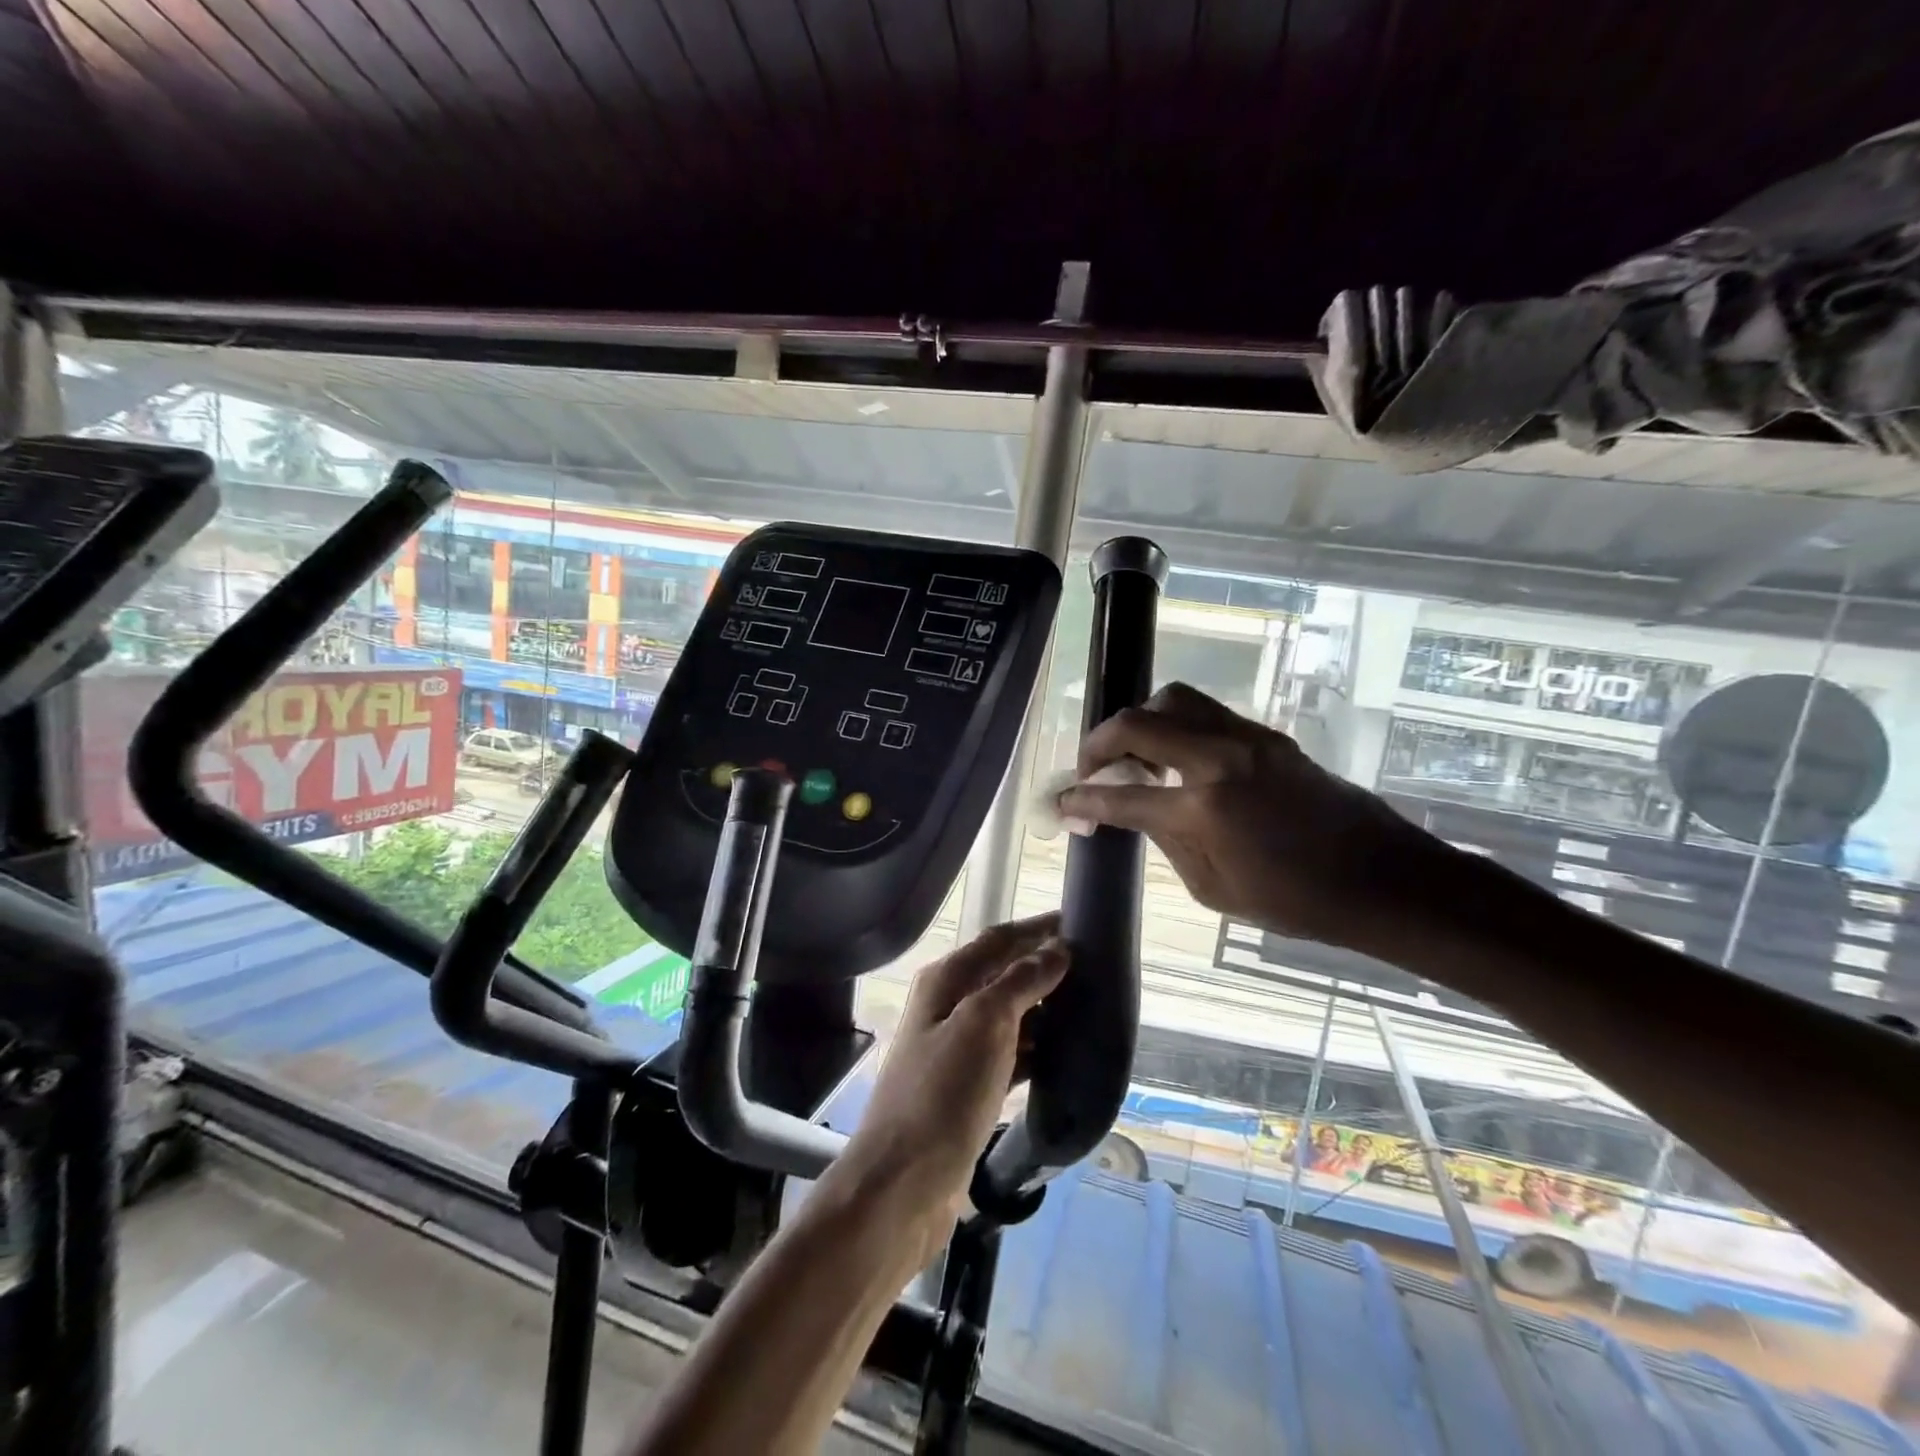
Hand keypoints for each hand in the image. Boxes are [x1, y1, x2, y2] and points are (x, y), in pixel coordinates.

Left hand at [830, 915, 1067, 1256]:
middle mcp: (948, 1007)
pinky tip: (1065, 1057)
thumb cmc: (942, 1093)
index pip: (999, 940)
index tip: (1080, 923)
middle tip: (1096, 970)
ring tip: (1091, 1009)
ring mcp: (957, 1050)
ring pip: (1010, 1016)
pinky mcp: (968, 1089)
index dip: (1037, 929)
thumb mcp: (984, 1024)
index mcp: (946, 981)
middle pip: (1004, 975)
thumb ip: (1020, 982)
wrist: (903, 1184)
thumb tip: (1057, 950)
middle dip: (1045, 968)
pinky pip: (1010, 1056)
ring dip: (1045, 1010)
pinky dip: (1037, 1050)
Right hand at [1057, 683, 1454, 955]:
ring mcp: (1245, 738)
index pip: (1121, 796)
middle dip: (1099, 744)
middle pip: (1136, 723)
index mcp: (1203, 809)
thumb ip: (1166, 839)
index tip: (1063, 803)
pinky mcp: (1266, 735)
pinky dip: (1175, 724)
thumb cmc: (1294, 900)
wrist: (1380, 876)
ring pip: (1172, 699)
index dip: (1082, 800)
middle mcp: (1218, 758)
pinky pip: (1204, 711)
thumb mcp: (1213, 887)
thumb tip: (1134, 810)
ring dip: (1139, 721)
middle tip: (1092, 770)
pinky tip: (1175, 756)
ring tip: (1134, 753)